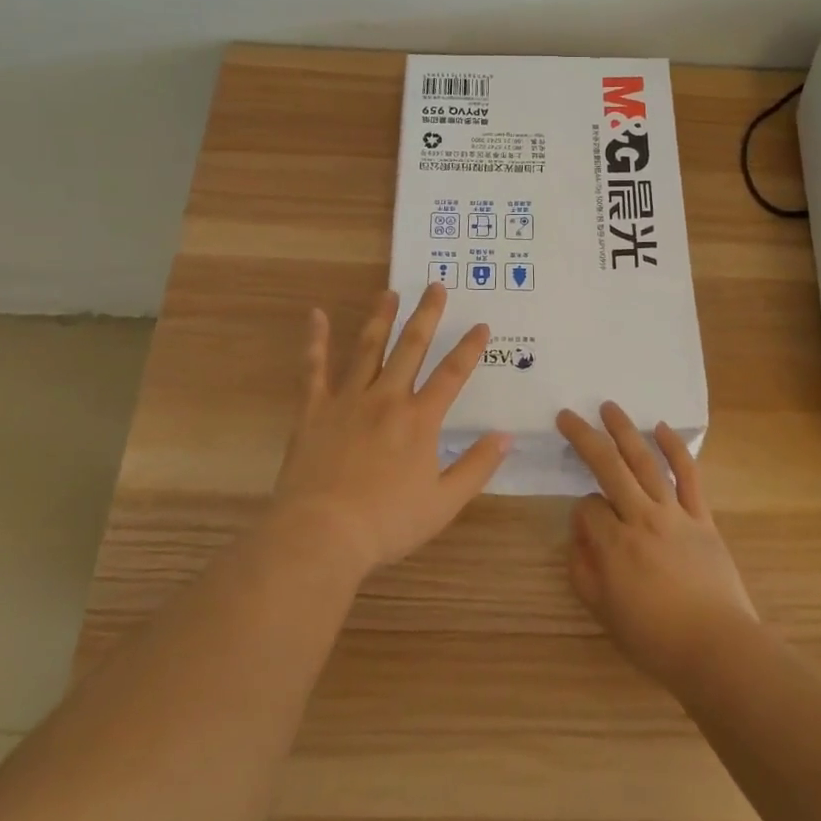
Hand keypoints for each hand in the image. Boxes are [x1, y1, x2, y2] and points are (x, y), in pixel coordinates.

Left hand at [273, 284, 509, 575]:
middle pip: (411, 347)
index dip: (469, 349)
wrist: (322, 534)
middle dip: (427, 315)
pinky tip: (316, 315)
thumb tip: (506, 436)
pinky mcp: (314, 410)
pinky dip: (316, 340)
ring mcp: (348, 400)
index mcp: (420, 420)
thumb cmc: (387, 522)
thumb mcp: (444, 502)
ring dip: (381, 317)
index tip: (481, 326)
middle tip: (436, 286)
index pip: (452, 374)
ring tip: (390, 292)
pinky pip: (314, 368)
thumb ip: (476, 466)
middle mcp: (387, 399)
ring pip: (368, 348)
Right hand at [558, 401, 758, 686]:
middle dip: (585, 438)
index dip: (580, 513)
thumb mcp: (603, 612)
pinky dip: (675, 449)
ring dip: (625, 431)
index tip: (587, 530)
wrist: (717, 648)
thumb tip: (579, 534)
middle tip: (568, 415)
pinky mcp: (703, 517)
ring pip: (645, 462)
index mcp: (614, 545)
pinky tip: (661, 429)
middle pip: (609, 467)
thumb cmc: (655, 638)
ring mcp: (675, 513)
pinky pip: (689, 475)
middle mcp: (641, 518)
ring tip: (609, 407)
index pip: (587, 508)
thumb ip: (583, 569)